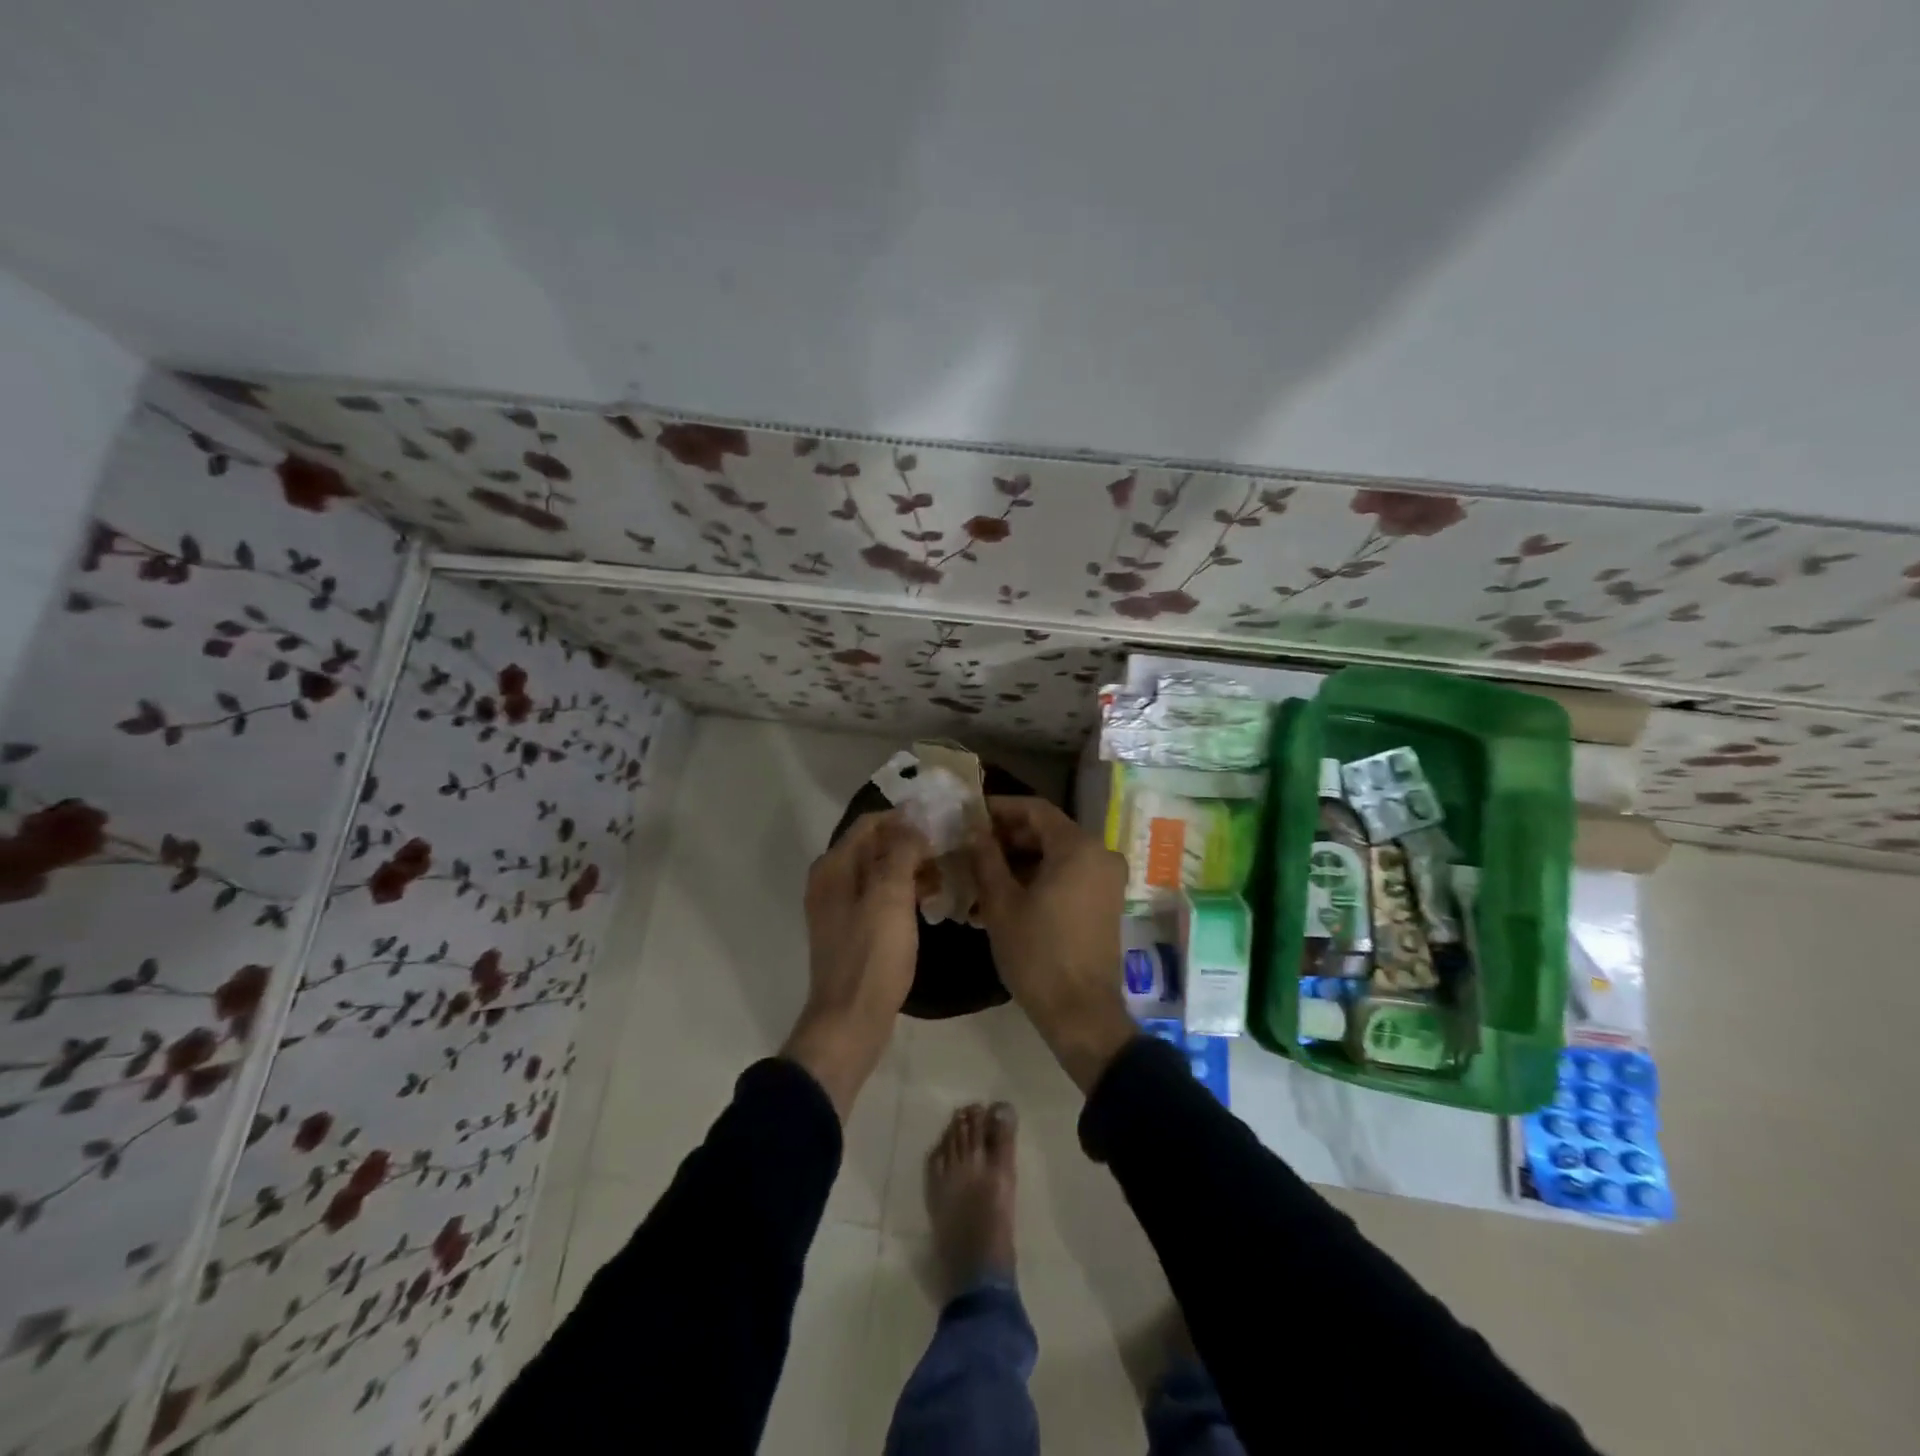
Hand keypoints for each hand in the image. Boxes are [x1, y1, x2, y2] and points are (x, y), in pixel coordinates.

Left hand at [782, 810, 930, 1119]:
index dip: (905, 818)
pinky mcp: (853, 931)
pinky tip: (930, 901)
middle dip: (911, 843)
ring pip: (880, 872)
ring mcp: (840, 908)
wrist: (850, 1021)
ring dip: (911, 868)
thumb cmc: (872, 954)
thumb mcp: (890, 895)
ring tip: (946, 874)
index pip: (870, 823)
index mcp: (834, 866)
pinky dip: (904, 892)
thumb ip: (900, 851)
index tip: (942, 822)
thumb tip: (912, 820)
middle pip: (874, 846)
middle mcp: (831, 881)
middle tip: (950, 848)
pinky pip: (880, 897)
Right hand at [967, 796, 1136, 1093]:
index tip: (969, 815)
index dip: (1000, 808)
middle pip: (1046, 831)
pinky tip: (1001, 897)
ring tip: (977, 876)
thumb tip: (973, 829)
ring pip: (1055, 855)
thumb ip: (986, 858)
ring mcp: (1105, 879)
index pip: (1035, 809)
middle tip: (969, 847)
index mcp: (1078, 847)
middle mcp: (1099, 854)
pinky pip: (1067, 875)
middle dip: (1006, 837)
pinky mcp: (1104, 901)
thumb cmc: (1037, 953)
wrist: (1081, 1012)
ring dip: (1017, 862)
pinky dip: (1036, 879)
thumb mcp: (1001, 903)